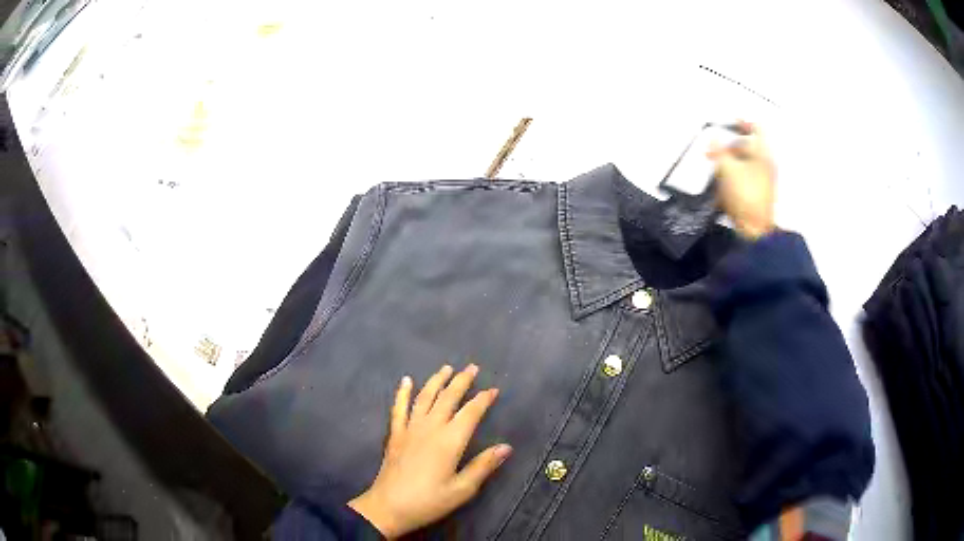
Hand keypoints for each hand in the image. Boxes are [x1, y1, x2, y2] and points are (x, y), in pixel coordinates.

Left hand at [348, 364, 510, 538]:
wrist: (389, 506)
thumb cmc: (429, 501)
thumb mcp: (462, 489)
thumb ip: (483, 466)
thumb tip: (506, 447)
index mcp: (450, 441)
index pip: (471, 413)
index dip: (483, 399)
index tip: (494, 389)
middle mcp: (430, 428)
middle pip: (448, 398)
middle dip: (462, 381)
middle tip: (472, 367)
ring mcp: (410, 429)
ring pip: (425, 397)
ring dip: (437, 381)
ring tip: (446, 368)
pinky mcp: (395, 434)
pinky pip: (399, 408)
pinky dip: (403, 392)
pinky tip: (406, 380)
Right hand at [708, 121, 775, 239]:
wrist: (755, 231)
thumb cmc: (744, 196)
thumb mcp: (727, 169)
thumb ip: (719, 151)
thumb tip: (713, 138)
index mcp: (763, 154)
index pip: (756, 128)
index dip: (742, 122)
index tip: (729, 121)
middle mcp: (766, 164)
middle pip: (748, 145)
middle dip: (729, 146)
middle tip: (713, 151)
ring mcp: (763, 179)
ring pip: (745, 161)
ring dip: (729, 161)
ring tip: (715, 169)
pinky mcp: (758, 192)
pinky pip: (746, 175)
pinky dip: (734, 174)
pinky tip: (723, 183)